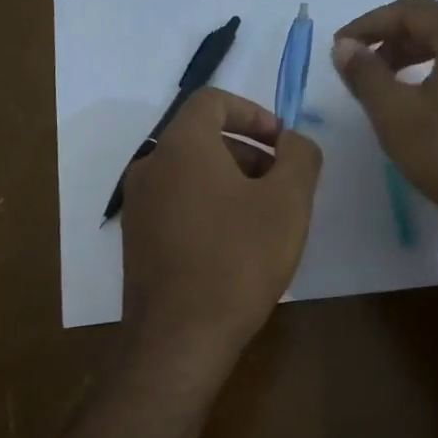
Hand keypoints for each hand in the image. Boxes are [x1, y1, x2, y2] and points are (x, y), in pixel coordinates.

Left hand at [120, 88, 322, 356]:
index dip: (254, 113)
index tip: (283, 144)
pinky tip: (235, 248)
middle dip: (249, 153)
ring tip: (264, 221)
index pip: (213, 101)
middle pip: (202, 139)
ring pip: (190, 176)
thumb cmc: (238, 260)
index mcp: (181, 145)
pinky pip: (178, 207)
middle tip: (283, 187)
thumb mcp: (288, 202)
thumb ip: (300, 156)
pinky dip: (209, 209)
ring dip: (231, 183)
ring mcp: (138, 207)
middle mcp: (150, 167)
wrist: (179, 336)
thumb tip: (293, 143)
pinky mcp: (137, 242)